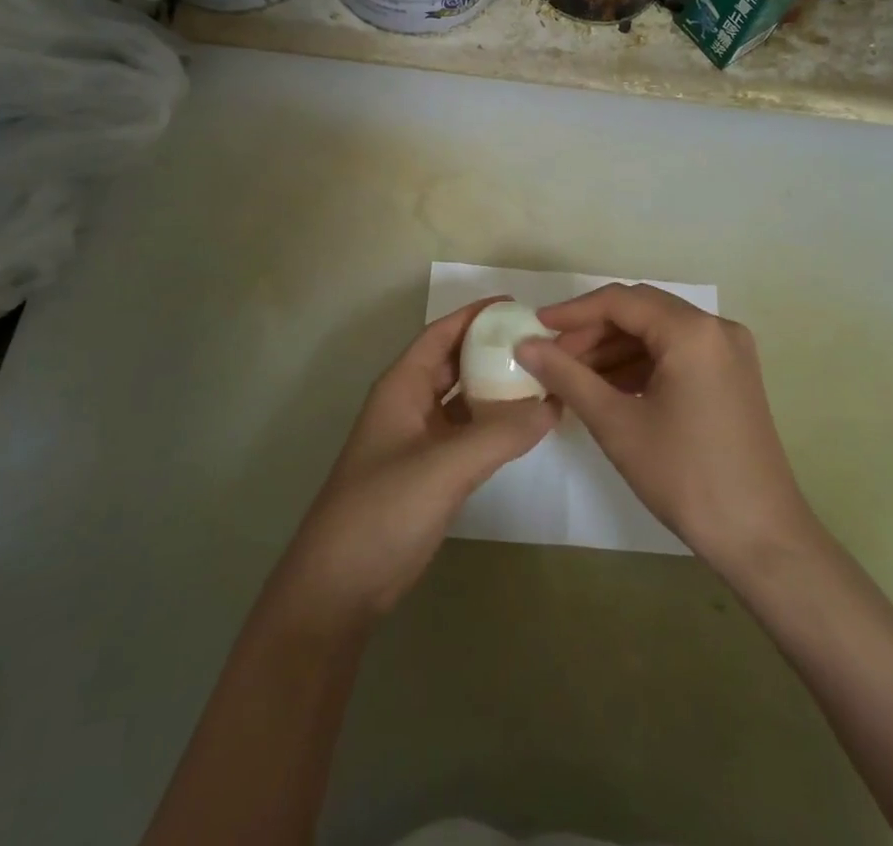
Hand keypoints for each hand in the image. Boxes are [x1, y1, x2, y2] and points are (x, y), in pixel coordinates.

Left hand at [277, 299, 556, 625]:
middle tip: (541, 343)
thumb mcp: (444, 466)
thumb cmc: (383, 509)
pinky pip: (467, 434)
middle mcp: (410, 404)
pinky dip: (494, 425)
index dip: (476, 315)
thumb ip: (500, 434)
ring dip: (497, 388)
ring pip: (463, 400)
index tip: (519, 305)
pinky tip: (525, 426)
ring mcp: (418, 440)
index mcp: (402, 386)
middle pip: (455, 363)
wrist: (340, 586)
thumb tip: (552, 405)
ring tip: (543, 378)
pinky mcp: (429, 473)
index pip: (442, 334)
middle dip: (493, 349)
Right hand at [517, 284, 815, 578]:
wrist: (762, 538)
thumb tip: (525, 345)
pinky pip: (677, 354)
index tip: (536, 327)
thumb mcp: (617, 424)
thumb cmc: (686, 476)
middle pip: (640, 312)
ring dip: (614, 349)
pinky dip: (640, 365)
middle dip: (593, 331)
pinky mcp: (732, 376)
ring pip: (657, 333)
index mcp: (692, 331)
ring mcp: (729, 352)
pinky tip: (608, 388)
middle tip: (552, 357)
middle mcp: (716, 328)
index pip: (620, 301)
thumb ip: (567, 376)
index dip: (573, 312)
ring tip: (573, 377)